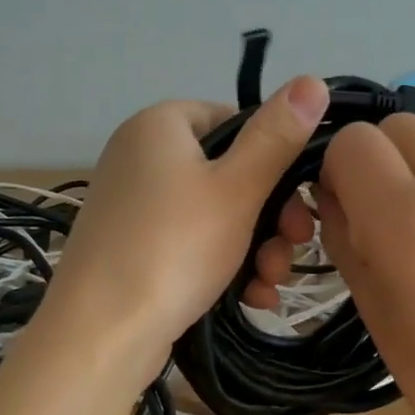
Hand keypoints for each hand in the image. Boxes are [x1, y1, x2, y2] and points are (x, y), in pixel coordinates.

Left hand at [42, 76, 328, 379]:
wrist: (102, 334)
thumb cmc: (175, 247)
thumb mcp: (238, 188)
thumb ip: (277, 136)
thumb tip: (312, 80)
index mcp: (158, 126)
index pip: (232, 119)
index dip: (272, 155)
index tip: (298, 195)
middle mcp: (140, 157)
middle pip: (228, 172)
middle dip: (271, 214)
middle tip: (296, 244)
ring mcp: (134, 205)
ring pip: (215, 214)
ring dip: (256, 246)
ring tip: (271, 282)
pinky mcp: (133, 248)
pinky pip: (190, 243)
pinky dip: (224, 264)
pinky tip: (253, 297)